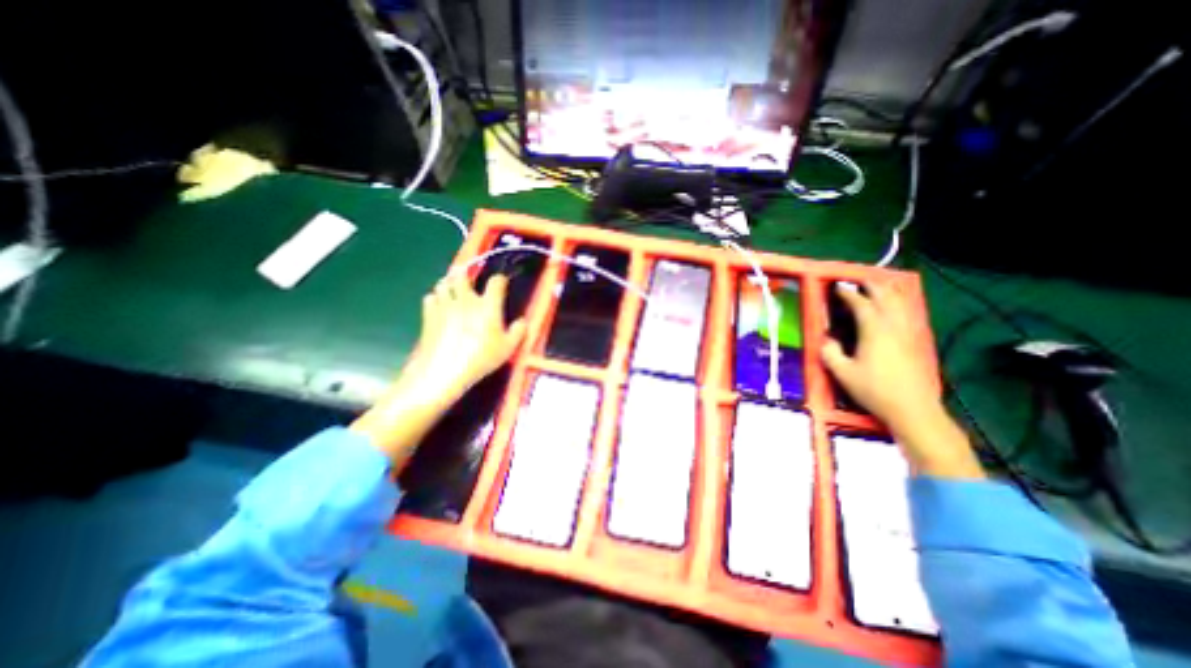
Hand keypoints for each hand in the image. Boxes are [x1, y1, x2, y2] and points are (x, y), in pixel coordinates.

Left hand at [403, 272, 526, 405]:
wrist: (445, 370)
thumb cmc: (481, 358)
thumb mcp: (508, 348)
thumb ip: (518, 331)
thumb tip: (522, 321)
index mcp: (488, 305)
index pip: (496, 281)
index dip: (500, 280)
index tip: (502, 284)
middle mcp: (466, 299)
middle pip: (462, 275)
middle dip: (467, 277)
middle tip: (471, 286)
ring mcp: (445, 305)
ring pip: (443, 283)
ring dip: (450, 286)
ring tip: (454, 295)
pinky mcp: (429, 315)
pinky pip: (430, 298)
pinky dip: (435, 300)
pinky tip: (440, 309)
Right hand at [826, 281, 980, 478]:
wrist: (912, 409)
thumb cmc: (874, 390)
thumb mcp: (843, 373)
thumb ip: (830, 353)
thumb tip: (827, 340)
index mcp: (874, 331)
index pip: (861, 304)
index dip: (848, 293)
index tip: (837, 287)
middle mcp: (894, 326)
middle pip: (885, 296)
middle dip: (871, 285)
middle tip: (857, 280)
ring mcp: (908, 332)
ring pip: (901, 302)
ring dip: (888, 290)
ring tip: (878, 284)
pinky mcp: (916, 341)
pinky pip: (909, 313)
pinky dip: (901, 302)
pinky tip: (897, 305)